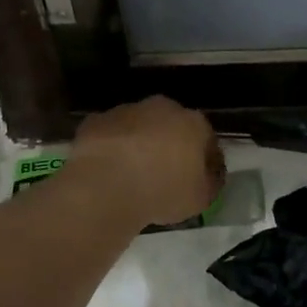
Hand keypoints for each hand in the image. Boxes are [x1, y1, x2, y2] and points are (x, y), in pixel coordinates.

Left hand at [67, 97, 223, 227]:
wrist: (106, 186)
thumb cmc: (162, 191)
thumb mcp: (200, 199)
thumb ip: (210, 183)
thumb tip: (208, 176)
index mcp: (193, 122)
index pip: (207, 139)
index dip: (205, 161)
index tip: (199, 180)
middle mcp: (162, 107)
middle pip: (171, 126)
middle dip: (170, 145)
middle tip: (164, 174)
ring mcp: (126, 110)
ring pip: (139, 126)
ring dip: (139, 143)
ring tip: (133, 174)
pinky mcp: (97, 120)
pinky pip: (111, 135)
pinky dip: (112, 148)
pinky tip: (108, 170)